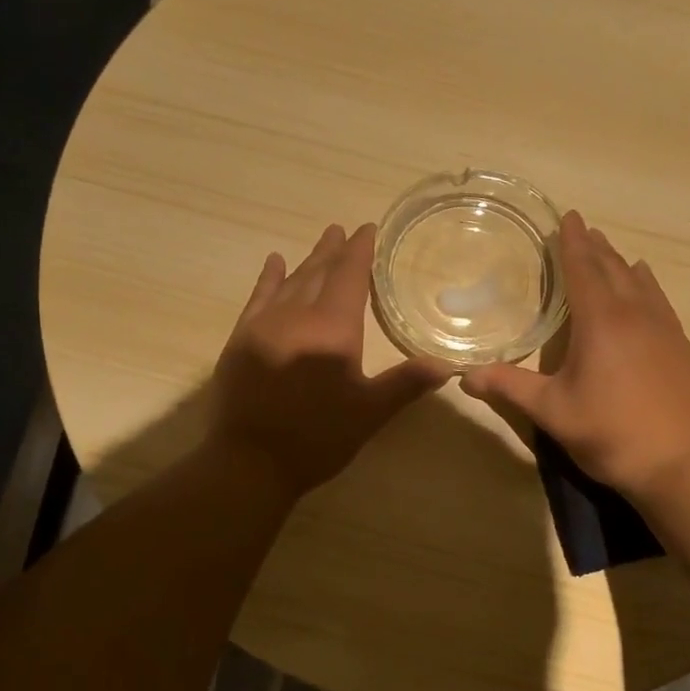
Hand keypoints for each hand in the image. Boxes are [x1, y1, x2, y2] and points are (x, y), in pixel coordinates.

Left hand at [210, 222, 448, 496]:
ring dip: (308, 260)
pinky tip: (275, 263)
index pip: (349, 276)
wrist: (249, 461)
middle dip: (335, 251)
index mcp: (333, 328)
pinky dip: (269, 278)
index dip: (360, 251)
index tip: (368, 228)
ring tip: (323, 240)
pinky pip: (258, 297)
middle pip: (319, 273)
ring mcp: (264, 325)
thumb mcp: (369, 413)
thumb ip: (406, 383)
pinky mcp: (241, 339)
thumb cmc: (317, 437)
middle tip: (345, 230)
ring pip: (291, 281)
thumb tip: (448, 365)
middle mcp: (297, 315)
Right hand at [461, 211, 689, 500]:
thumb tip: (464, 376)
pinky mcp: (681, 346)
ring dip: (620, 263)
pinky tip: (645, 287)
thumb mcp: (551, 411)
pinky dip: (645, 285)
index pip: (583, 269)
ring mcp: (664, 329)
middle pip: (613, 269)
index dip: (572, 242)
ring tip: (609, 251)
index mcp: (600, 321)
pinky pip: (660, 301)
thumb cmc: (609, 432)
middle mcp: (635, 314)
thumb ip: (509, 387)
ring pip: (640, 282)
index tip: (568, 217)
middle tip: (582, 229)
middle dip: (595, 247)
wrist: (680, 463)